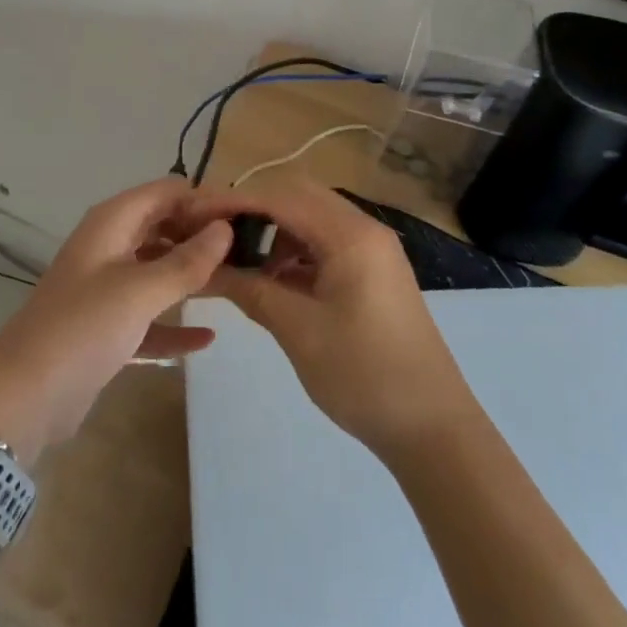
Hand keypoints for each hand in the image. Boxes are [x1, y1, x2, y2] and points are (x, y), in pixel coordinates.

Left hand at [0, 179, 229, 465]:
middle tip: (249, 253)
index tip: (246, 219)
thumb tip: (225, 228)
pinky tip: (207, 338)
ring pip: (159, 269)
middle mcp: (110, 245)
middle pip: (164, 226)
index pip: (167, 192)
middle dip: (202, 236)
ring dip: (192, 276)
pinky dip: (175, 323)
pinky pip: (150, 315)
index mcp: (113, 222)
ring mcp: (107, 286)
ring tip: (238, 285)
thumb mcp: (140, 291)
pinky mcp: (107, 326)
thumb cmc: (84, 328)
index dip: (205, 200)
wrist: (23, 398)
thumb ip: (186, 261)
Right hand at [178, 184, 481, 459]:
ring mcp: (372, 250)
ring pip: (311, 219)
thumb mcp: (298, 330)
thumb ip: (249, 289)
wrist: (433, 429)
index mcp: (350, 235)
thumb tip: (203, 268)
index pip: (280, 197)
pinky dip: (293, 252)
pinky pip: (324, 244)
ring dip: (273, 230)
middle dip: (251, 209)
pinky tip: (273, 280)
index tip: (192, 214)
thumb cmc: (364, 375)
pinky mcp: (372, 272)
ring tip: (240, 261)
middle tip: (211, 231)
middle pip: (297, 197)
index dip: (233, 201)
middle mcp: (364, 229)